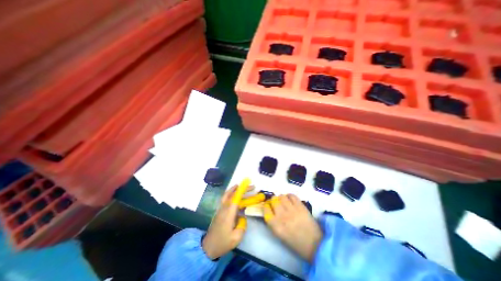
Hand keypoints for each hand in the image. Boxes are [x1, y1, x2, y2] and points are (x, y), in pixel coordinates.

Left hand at [201, 181, 252, 260]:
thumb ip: (242, 225)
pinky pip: (225, 198)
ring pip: (227, 195)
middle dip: (242, 189)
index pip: (236, 198)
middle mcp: (224, 208)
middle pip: (232, 194)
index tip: (249, 184)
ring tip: (241, 186)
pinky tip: (234, 194)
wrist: (208, 247)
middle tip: (251, 186)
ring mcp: (221, 209)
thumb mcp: (236, 238)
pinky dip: (230, 193)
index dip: (242, 190)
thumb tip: (242, 216)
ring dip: (234, 189)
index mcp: (229, 213)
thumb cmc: (222, 243)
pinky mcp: (220, 211)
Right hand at [263, 194, 322, 261]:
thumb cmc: (296, 242)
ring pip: (282, 196)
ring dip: (281, 197)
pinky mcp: (301, 206)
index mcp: (276, 226)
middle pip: (273, 200)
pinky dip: (290, 196)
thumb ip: (273, 221)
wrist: (315, 245)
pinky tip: (290, 199)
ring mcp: (292, 210)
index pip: (266, 210)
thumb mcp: (280, 234)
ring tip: (284, 201)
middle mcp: (282, 216)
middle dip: (274, 200)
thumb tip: (270, 209)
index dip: (266, 206)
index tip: (268, 206)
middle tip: (277, 203)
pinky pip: (292, 195)